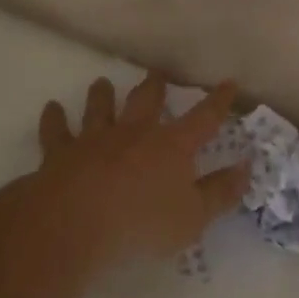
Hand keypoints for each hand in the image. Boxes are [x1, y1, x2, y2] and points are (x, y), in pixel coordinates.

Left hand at [19, 74, 249, 268]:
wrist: (75, 223)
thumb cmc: (142, 224)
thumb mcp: (193, 217)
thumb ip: (220, 193)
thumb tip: (246, 168)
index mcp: (171, 146)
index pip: (203, 119)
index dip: (218, 102)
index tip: (228, 83)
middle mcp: (134, 133)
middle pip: (146, 101)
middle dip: (154, 86)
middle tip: (157, 73)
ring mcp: (95, 139)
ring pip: (100, 108)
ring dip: (102, 95)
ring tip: (102, 83)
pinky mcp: (61, 153)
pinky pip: (57, 131)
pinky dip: (54, 118)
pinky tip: (52, 108)